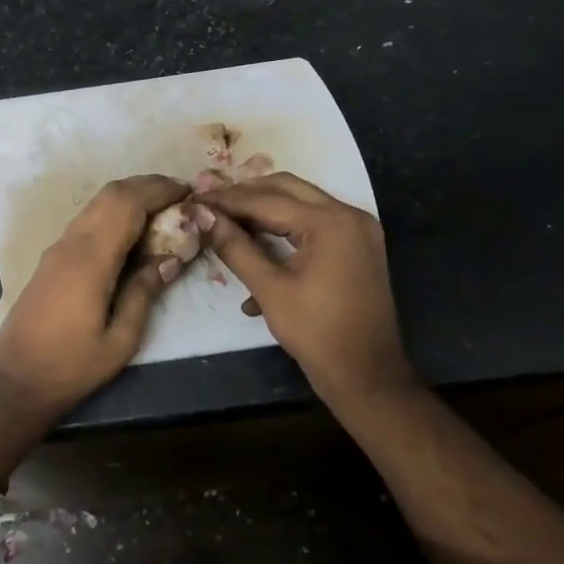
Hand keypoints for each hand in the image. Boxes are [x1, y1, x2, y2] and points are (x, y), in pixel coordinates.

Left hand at [0, 175, 193, 412]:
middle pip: (111, 194)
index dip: (159, 191)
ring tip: (163, 208)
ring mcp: (58, 248)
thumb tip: (172, 258)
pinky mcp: (52, 258)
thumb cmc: (71, 366)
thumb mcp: (120, 339)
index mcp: (91, 260)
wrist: (15, 380)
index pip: (128, 204)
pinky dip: (114, 211)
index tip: (189, 193)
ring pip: (96, 203)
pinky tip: (132, 230)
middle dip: (147, 186)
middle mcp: (72, 243)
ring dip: (130, 195)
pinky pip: (87, 219)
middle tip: (180, 196)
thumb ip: (145, 292)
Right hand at [193, 173, 414, 408]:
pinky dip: (287, 233)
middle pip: (287, 189)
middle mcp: (348, 215)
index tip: (196, 199)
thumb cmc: (316, 333)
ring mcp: (358, 229)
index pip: (267, 199)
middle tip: (213, 205)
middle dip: (247, 196)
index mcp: (329, 222)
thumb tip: (205, 217)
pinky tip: (259, 257)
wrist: (367, 375)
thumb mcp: (269, 289)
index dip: (227, 199)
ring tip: (229, 224)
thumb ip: (235, 247)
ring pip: (301, 204)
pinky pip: (315, 226)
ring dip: (265, 212)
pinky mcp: (358, 246)